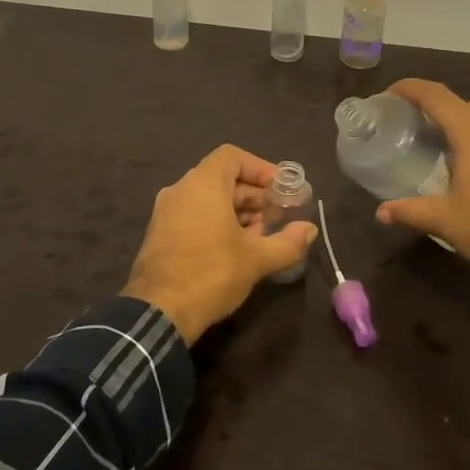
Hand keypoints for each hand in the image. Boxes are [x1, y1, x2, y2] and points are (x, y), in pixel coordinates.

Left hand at [123, 145, 319, 344]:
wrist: (159, 312)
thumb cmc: (211, 274)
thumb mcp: (256, 259)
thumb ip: (288, 242)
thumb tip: (310, 230)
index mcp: (202, 185)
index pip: (232, 156)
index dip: (260, 168)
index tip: (280, 189)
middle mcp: (180, 190)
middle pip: (222, 178)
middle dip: (254, 195)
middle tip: (278, 216)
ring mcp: (166, 213)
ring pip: (208, 199)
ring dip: (238, 211)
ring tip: (261, 236)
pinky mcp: (160, 234)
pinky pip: (194, 215)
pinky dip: (217, 223)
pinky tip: (236, 249)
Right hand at [374, 79, 469, 280]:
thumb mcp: (445, 220)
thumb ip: (411, 211)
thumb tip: (381, 212)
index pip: (435, 95)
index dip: (410, 88)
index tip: (388, 94)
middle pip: (457, 104)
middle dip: (430, 107)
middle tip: (406, 123)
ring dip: (455, 123)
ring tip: (433, 142)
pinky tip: (466, 162)